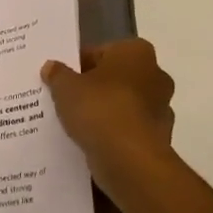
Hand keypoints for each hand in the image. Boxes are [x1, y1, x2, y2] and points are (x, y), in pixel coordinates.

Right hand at [42, 39, 177, 191]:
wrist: (130, 161)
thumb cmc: (100, 110)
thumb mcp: (66, 87)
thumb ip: (57, 74)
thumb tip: (52, 66)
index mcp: (136, 52)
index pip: (101, 52)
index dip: (77, 64)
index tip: (60, 79)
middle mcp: (155, 75)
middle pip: (114, 78)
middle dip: (93, 88)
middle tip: (65, 99)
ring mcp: (160, 109)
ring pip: (122, 105)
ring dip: (103, 112)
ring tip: (74, 124)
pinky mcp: (158, 138)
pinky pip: (127, 130)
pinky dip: (112, 134)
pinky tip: (90, 142)